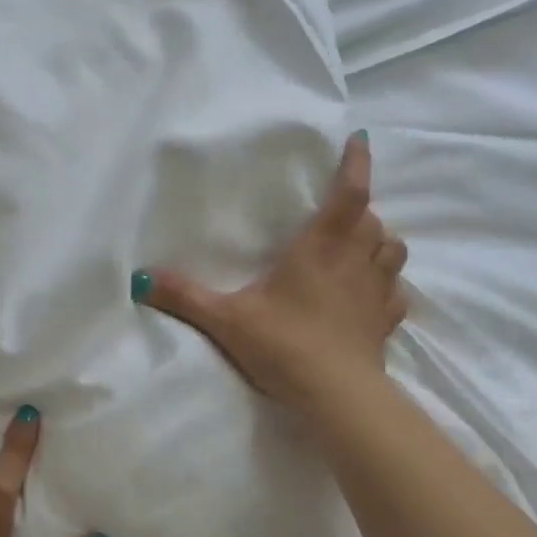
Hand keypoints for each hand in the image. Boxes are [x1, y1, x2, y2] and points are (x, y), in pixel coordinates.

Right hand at [137, 131, 406, 410]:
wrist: (336, 398)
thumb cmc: (284, 346)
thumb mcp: (226, 320)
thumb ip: (185, 297)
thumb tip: (139, 278)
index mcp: (321, 248)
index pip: (349, 193)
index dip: (356, 162)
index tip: (360, 139)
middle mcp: (356, 262)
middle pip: (373, 220)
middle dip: (361, 210)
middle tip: (339, 214)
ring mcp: (376, 293)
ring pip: (393, 251)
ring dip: (380, 242)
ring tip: (360, 248)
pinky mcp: (386, 324)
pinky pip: (396, 294)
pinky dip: (388, 286)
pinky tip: (371, 295)